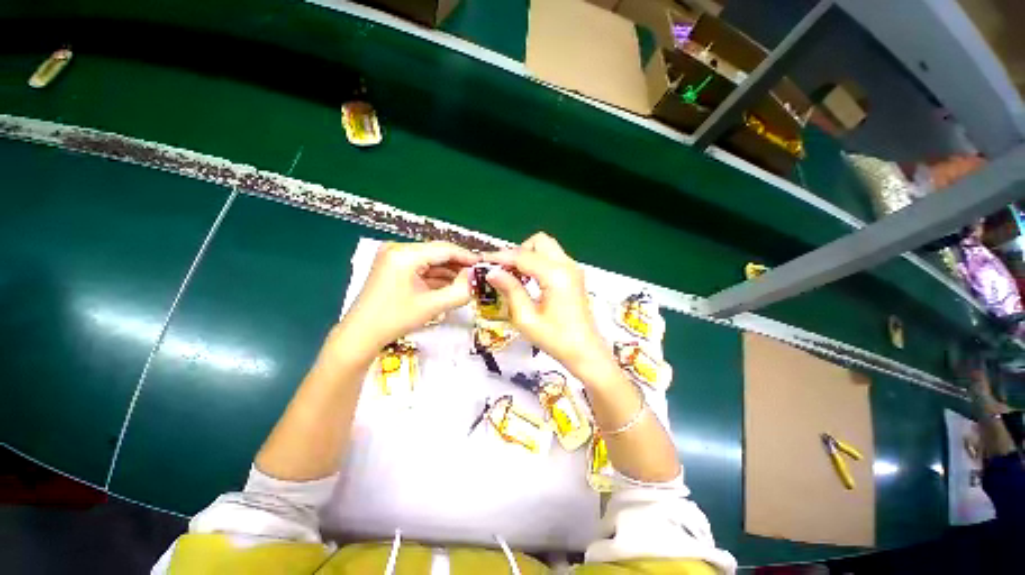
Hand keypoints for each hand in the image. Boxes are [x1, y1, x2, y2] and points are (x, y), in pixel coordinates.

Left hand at [341, 241, 478, 350]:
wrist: (361, 334)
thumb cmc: (396, 320)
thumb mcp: (433, 306)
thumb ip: (460, 290)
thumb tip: (474, 277)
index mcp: (405, 254)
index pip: (444, 249)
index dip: (466, 256)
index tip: (483, 265)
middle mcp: (397, 248)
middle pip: (437, 252)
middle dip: (457, 265)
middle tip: (476, 276)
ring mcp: (393, 256)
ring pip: (430, 259)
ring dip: (447, 271)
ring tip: (465, 282)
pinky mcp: (392, 265)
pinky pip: (421, 266)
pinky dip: (435, 275)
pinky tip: (448, 284)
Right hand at [483, 232, 607, 374]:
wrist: (586, 352)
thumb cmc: (556, 340)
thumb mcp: (526, 318)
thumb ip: (510, 290)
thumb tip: (492, 272)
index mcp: (556, 276)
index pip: (523, 256)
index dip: (501, 257)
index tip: (483, 261)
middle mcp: (567, 265)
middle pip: (539, 241)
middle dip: (518, 252)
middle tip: (504, 270)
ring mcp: (573, 269)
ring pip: (546, 247)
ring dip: (528, 256)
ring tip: (513, 276)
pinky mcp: (574, 275)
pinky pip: (553, 258)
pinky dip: (537, 262)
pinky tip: (527, 280)